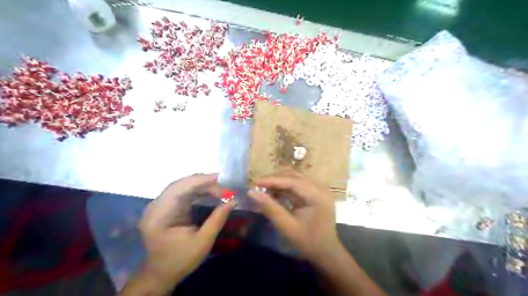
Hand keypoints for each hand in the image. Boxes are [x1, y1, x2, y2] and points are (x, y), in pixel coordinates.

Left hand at [139, 175, 233, 291]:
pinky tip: (209, 192)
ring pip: (182, 186)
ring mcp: (159, 205)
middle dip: (203, 183)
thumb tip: (232, 201)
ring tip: (220, 189)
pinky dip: (197, 190)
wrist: (161, 273)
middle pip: (180, 185)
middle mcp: (156, 206)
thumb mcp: (202, 242)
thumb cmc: (180, 260)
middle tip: (223, 188)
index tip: (218, 178)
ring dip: (201, 186)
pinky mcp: (165, 207)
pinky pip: (182, 192)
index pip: (178, 189)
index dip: (198, 181)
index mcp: (159, 216)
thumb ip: (217, 220)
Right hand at [248, 171, 342, 260]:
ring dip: (279, 181)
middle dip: (275, 179)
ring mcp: (319, 189)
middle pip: (294, 176)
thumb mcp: (287, 227)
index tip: (255, 182)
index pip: (293, 181)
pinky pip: (297, 184)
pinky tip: (274, 192)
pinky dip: (284, 186)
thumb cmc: (308, 242)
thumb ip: (270, 208)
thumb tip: (252, 192)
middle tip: (257, 184)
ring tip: (263, 187)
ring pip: (295, 177)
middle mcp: (320, 188)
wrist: (325, 251)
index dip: (273, 180)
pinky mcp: (315, 192)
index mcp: (318, 196)